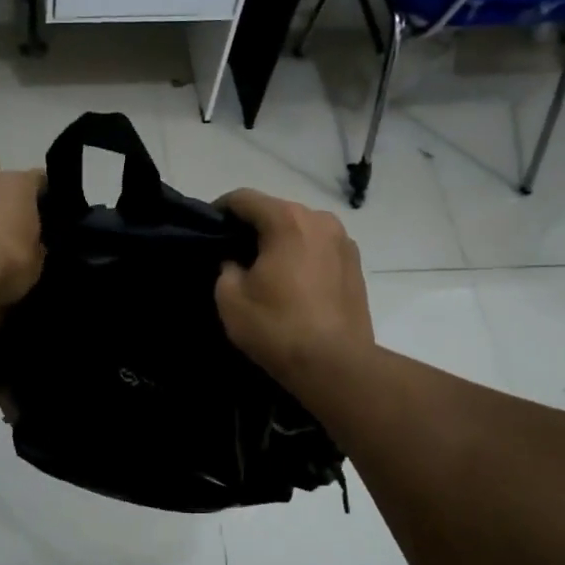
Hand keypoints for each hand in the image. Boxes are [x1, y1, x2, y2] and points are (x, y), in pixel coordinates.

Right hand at [215, 189, 373, 390]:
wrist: (336, 365)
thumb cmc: (277, 326)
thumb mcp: (230, 298)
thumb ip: (226, 268)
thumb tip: (237, 263)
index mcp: (287, 220)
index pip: (244, 199)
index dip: (221, 210)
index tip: (207, 229)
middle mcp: (320, 220)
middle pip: (276, 212)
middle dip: (253, 228)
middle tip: (232, 254)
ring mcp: (344, 243)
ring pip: (301, 231)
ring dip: (281, 243)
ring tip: (264, 271)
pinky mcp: (357, 267)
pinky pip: (320, 251)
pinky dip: (302, 258)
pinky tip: (292, 285)